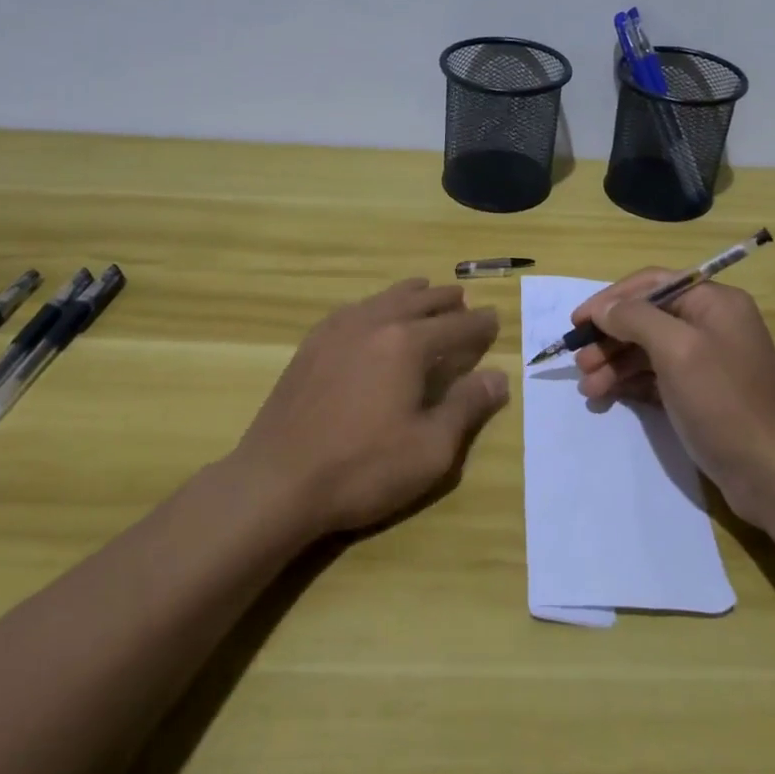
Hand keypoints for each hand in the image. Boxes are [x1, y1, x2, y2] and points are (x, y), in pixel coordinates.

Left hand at [232, 278, 508, 537]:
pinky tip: (371, 315)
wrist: (276, 481)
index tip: (496, 319)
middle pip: (418, 301)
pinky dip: (374, 305)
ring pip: (382, 299)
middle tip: (463, 300)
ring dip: (410, 295)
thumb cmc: (362, 468)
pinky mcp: (310, 346)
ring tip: (424, 292)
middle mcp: (373, 324)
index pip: (455, 326)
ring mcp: (336, 331)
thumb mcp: (430, 449)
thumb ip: (466, 407)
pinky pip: (352, 310)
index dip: (479, 324)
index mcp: (406, 344)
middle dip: (445, 300)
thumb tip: (498, 377)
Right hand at [572, 270, 774, 526]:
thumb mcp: (678, 351)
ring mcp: (707, 360)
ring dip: (615, 363)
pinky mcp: (701, 393)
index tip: (577, 322)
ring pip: (648, 349)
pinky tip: (608, 396)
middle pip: (647, 317)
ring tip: (588, 388)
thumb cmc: (725, 404)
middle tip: (579, 362)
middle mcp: (712, 324)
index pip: (652, 283)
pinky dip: (630, 383)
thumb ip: (636, 319)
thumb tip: (605, 308)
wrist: (774, 476)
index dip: (611, 299)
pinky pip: (656, 376)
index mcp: (714, 302)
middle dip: (610, 337)